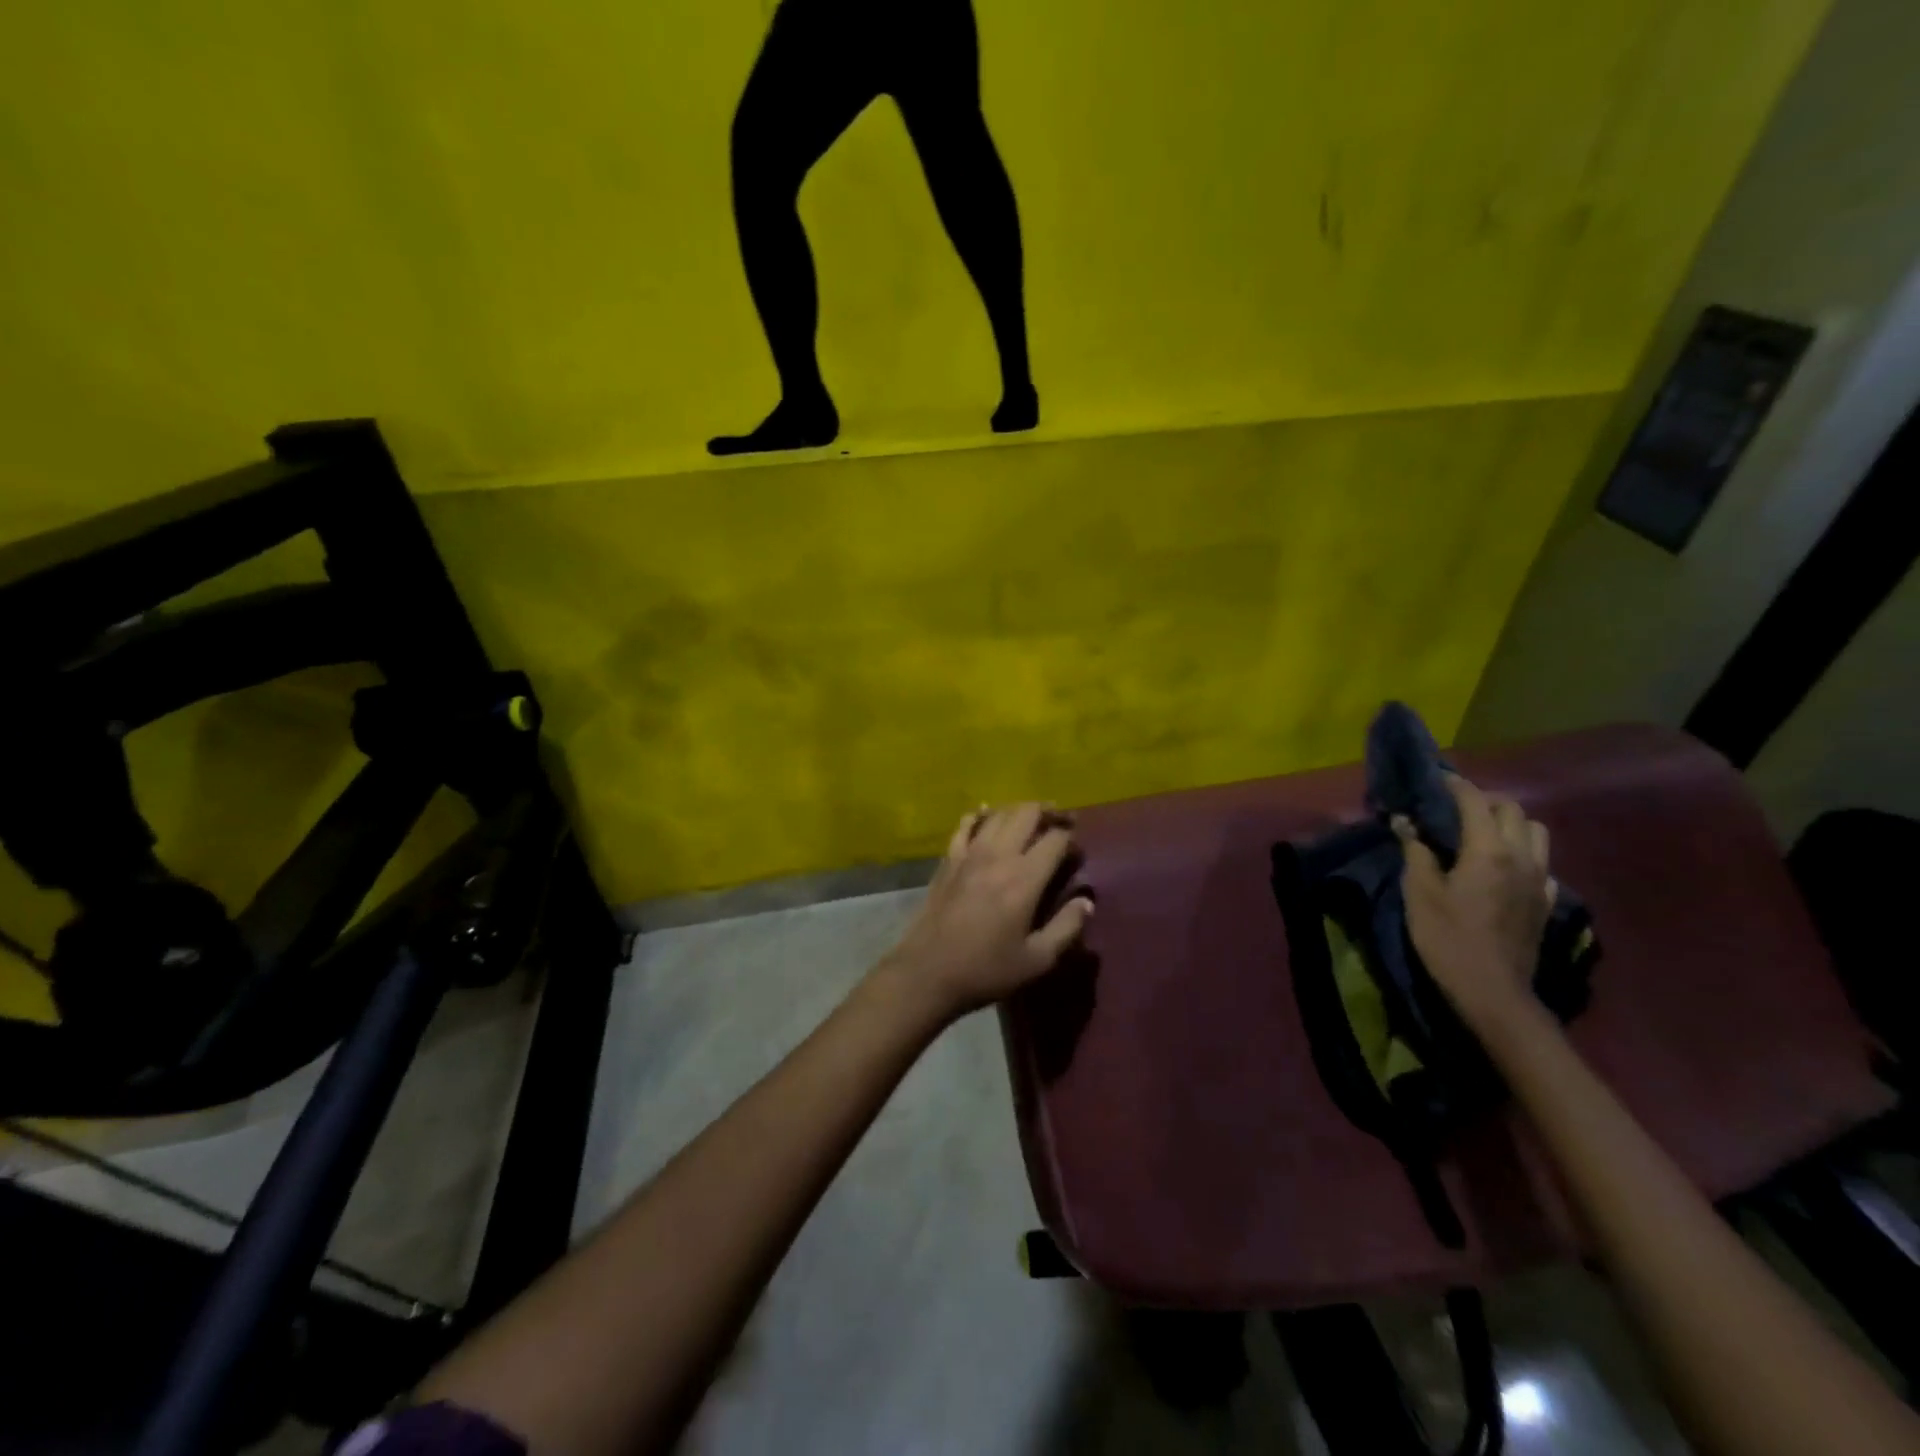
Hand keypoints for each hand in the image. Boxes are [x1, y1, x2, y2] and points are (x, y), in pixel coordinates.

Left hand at [877, 803, 1093, 1023]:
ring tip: (1031, 821)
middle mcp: (998, 855)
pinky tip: (987, 818)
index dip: (1071, 839)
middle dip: (1049, 812)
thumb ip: (1066, 927)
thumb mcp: (1036, 959)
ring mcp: (969, 853)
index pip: (1055, 839)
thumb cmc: (985, 970)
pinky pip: (966, 824)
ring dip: (1019, 811)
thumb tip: (1086, 901)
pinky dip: (981, 815)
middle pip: (1027, 813)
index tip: (1076, 853)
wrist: (927, 972)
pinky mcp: (948, 859)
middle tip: (1061, 822)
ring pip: (998, 813)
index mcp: (1024, 878)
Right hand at [1395, 774, 1552, 1037]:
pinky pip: (1542, 863)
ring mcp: (1541, 881)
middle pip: (1513, 811)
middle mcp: (1522, 857)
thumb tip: (1406, 823)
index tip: (1436, 777)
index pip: (1475, 802)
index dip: (1455, 785)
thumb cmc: (1448, 938)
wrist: (1494, 992)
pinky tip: (1503, 869)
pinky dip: (1523, 854)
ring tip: (1482, 832)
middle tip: (1455, 805)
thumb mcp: (1420, 893)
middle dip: (1485, 800)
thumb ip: (1416, 852)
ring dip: (1510, 823)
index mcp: (1489, 851)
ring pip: (1536, 833)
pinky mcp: (1546, 902)